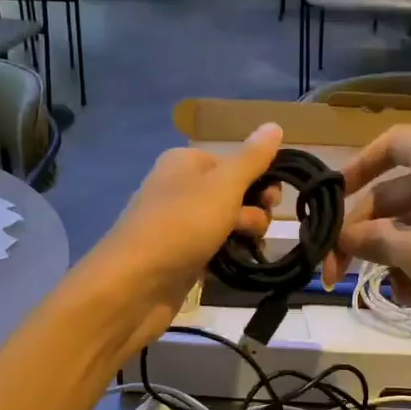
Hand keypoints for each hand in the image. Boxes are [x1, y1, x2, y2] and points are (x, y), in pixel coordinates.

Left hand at [86, 123, 283, 348]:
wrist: (136, 284)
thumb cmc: (181, 225)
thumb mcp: (223, 186)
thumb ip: (252, 159)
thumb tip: (275, 125)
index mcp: (186, 162)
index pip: (236, 161)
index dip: (261, 178)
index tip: (273, 200)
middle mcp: (180, 188)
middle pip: (233, 193)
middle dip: (253, 210)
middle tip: (253, 228)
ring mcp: (179, 225)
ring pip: (226, 224)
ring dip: (243, 235)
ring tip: (245, 249)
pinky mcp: (180, 258)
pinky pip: (214, 250)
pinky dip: (227, 256)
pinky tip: (236, 265)